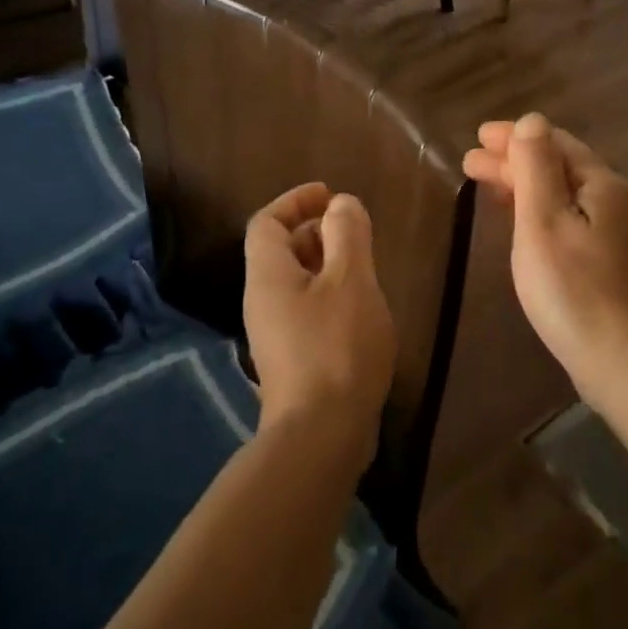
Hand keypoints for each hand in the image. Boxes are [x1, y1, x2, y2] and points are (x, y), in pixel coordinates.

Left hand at [242, 183, 395, 449]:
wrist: (323, 433)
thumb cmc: (337, 345)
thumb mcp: (350, 280)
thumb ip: (347, 234)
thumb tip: (341, 204)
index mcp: (268, 275)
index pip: (267, 223)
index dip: (296, 201)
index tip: (330, 195)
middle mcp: (262, 301)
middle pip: (280, 252)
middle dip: (315, 232)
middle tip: (354, 231)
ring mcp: (275, 334)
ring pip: (296, 283)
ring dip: (326, 265)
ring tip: (365, 267)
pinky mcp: (292, 361)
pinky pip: (306, 310)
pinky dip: (330, 296)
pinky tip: (361, 310)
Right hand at [463, 115, 627, 409]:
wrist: (626, 361)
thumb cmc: (574, 289)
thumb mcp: (545, 222)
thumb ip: (536, 168)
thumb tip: (532, 120)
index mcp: (603, 184)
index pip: (555, 143)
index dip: (514, 137)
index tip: (477, 137)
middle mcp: (618, 201)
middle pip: (562, 167)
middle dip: (515, 161)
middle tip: (471, 162)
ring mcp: (620, 235)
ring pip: (567, 195)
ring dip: (527, 185)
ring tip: (490, 187)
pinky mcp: (615, 264)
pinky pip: (573, 220)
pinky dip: (543, 211)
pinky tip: (526, 225)